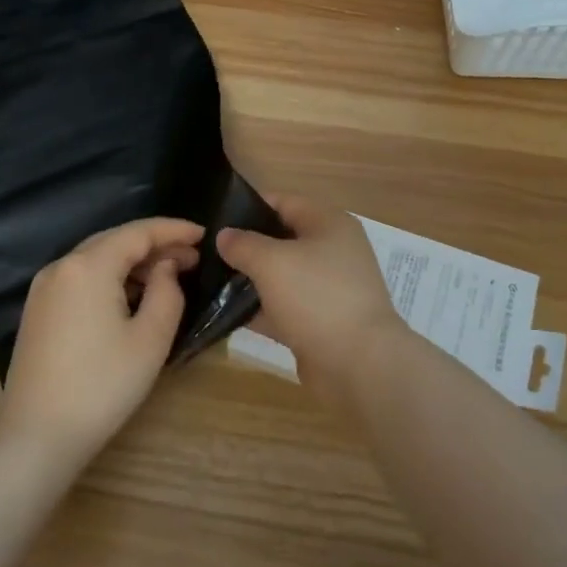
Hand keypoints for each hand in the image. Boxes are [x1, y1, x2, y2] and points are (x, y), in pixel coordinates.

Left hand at [0, 217, 202, 463]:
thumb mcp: (150, 339)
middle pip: (115, 240)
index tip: (203, 234)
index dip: (173, 229)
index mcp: (88, 265)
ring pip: (97, 258)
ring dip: (133, 262)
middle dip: (155, 245)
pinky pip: (81, 277)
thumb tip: (165, 267)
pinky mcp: (38, 309)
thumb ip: (167, 291)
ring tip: (168, 276)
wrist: (37, 436)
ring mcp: (44, 287)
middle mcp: (61, 266)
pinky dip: (110, 277)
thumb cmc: (102, 386)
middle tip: (191, 257)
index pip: (138, 232)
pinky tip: (132, 295)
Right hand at [216, 194, 400, 405]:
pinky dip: (262, 310)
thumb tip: (225, 235)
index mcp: (329, 223)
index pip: (284, 201)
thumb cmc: (316, 297)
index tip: (215, 219)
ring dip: (252, 280)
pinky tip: (229, 314)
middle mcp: (333, 250)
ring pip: (282, 276)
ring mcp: (329, 288)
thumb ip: (243, 244)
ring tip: (211, 281)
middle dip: (247, 246)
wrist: (359, 364)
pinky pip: (286, 307)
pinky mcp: (322, 321)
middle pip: (282, 239)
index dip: (248, 206)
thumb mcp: (272, 262)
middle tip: (208, 253)